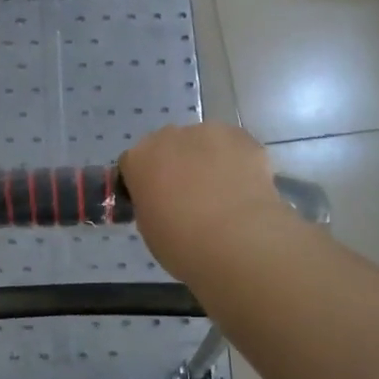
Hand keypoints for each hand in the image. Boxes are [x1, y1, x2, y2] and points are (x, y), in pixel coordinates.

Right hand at [120, 123, 288, 282]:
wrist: (237, 241)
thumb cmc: (183, 244)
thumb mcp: (150, 230)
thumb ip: (151, 205)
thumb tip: (163, 202)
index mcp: (139, 160)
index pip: (133, 164)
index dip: (144, 183)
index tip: (155, 202)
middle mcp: (169, 137)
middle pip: (168, 146)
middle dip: (176, 165)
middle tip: (190, 197)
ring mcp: (208, 133)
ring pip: (203, 143)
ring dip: (208, 160)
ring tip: (223, 194)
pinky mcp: (243, 137)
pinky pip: (234, 148)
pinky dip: (237, 163)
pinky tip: (245, 189)